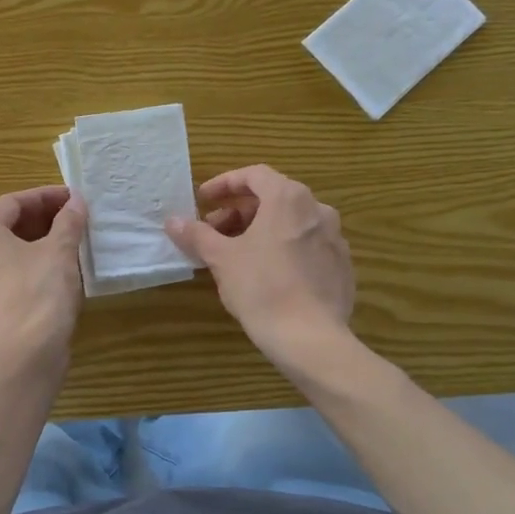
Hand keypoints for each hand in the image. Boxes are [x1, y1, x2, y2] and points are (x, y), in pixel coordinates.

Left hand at [0, 186, 87, 363]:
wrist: (22, 359)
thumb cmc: (39, 294)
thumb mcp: (60, 252)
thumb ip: (68, 221)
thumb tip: (75, 201)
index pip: (13, 203)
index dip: (46, 197)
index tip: (73, 199)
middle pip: (3, 228)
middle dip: (39, 222)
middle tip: (71, 222)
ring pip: (1, 257)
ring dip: (31, 248)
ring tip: (64, 249)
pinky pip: (1, 282)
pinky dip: (23, 273)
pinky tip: (49, 280)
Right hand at [166, 165, 354, 364]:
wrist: (310, 338)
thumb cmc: (261, 288)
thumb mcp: (221, 258)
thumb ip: (197, 235)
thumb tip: (173, 221)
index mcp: (289, 198)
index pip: (254, 175)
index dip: (224, 184)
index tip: (203, 200)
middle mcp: (318, 209)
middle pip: (274, 198)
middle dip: (240, 211)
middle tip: (215, 232)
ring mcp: (335, 238)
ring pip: (291, 223)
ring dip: (261, 230)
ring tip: (238, 254)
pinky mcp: (342, 266)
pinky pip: (307, 246)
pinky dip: (284, 249)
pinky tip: (267, 274)